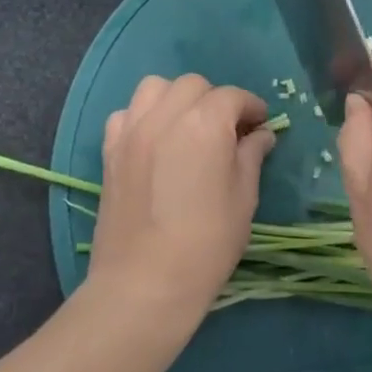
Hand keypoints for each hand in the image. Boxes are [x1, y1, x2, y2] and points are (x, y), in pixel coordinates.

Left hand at [87, 74, 275, 324]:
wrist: (143, 285)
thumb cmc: (206, 244)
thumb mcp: (243, 198)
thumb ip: (251, 156)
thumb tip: (261, 135)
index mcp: (205, 124)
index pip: (233, 97)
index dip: (251, 107)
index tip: (261, 125)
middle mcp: (166, 115)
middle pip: (194, 86)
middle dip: (215, 100)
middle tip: (227, 130)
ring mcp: (133, 130)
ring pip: (156, 88)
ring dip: (176, 98)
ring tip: (188, 126)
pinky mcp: (110, 150)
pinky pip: (127, 113)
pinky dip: (144, 116)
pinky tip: (155, 140)